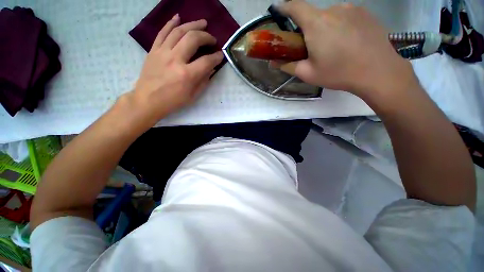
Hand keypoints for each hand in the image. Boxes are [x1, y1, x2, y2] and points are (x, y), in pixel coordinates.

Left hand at [130, 14, 223, 122]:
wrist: (148, 100)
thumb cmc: (173, 101)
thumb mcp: (193, 96)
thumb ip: (203, 81)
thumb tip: (211, 69)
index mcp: (187, 75)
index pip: (206, 61)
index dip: (216, 57)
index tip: (221, 55)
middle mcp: (175, 59)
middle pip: (193, 39)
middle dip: (206, 36)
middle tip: (213, 39)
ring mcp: (162, 52)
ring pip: (178, 31)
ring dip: (192, 25)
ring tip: (202, 23)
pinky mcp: (153, 50)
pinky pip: (162, 32)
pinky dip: (171, 23)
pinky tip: (178, 17)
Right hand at [277, 1, 415, 98]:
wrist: (378, 71)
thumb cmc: (338, 73)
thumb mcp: (308, 73)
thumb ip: (288, 66)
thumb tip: (273, 62)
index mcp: (316, 24)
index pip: (295, 7)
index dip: (284, 7)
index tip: (279, 11)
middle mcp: (333, 9)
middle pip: (313, 15)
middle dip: (307, 29)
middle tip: (311, 48)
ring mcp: (352, 8)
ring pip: (329, 16)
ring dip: (324, 28)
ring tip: (332, 48)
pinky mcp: (365, 12)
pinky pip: (345, 16)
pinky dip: (339, 26)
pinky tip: (347, 43)